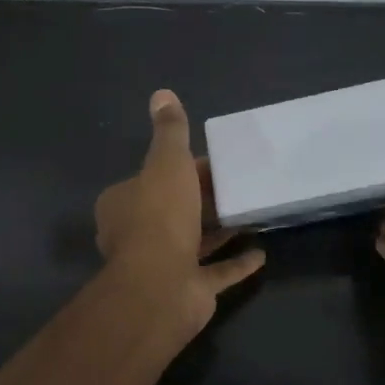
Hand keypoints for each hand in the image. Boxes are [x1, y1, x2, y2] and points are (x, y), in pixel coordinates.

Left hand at [94, 90, 265, 330]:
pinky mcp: (187, 290)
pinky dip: (235, 263)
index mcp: (124, 203)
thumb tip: (162, 94)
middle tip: (239, 185)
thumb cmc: (160, 215)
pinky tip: (260, 254)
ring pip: (194, 242)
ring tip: (252, 214)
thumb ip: (170, 131)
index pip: (155, 177)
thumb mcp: (167, 161)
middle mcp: (137, 234)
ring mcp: (162, 266)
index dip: (185, 168)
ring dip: (220, 231)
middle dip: (204, 199)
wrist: (161, 285)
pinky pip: (215, 273)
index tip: (215, 163)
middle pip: (176, 209)